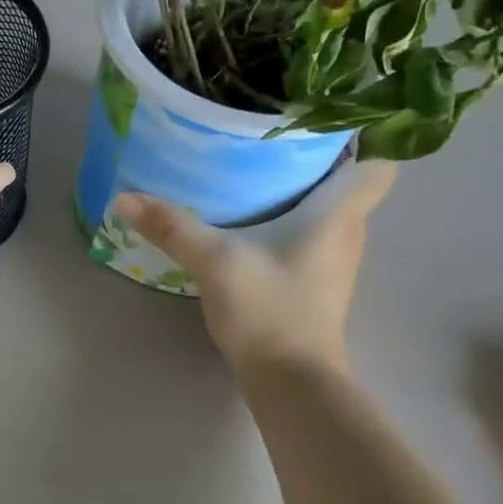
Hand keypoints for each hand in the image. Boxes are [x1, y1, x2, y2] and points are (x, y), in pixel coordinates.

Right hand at [114, 162, 396, 372]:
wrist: (291, 383)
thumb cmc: (269, 311)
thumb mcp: (216, 262)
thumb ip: (173, 228)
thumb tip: (124, 197)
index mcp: (338, 215)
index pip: (377, 165)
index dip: (360, 139)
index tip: (323, 120)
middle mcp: (348, 234)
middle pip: (348, 184)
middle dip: (317, 160)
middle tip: (272, 138)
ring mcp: (335, 264)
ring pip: (330, 213)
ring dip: (303, 193)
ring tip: (260, 172)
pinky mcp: (318, 286)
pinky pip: (312, 239)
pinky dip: (292, 224)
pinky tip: (256, 224)